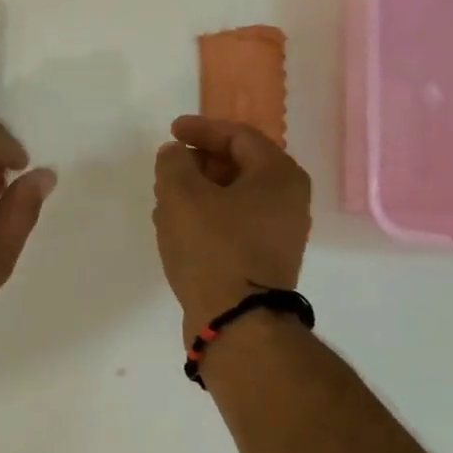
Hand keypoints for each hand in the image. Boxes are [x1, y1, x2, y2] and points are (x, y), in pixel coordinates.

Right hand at [153, 115, 311, 337]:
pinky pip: (232, 225)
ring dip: (197, 193)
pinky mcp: (263, 261)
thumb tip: (176, 154)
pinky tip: (174, 228)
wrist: (237, 323)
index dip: (201, 129)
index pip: (239, 136)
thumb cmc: (213, 248)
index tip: (171, 132)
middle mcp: (288, 202)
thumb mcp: (182, 194)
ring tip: (163, 198)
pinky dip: (205, 218)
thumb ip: (174, 163)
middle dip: (197, 164)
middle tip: (167, 168)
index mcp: (279, 176)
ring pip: (232, 198)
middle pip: (238, 166)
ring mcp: (279, 235)